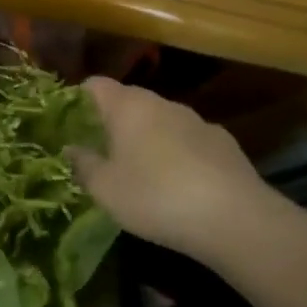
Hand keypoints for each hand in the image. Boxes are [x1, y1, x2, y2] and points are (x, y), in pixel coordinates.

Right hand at [67, 77, 291, 266]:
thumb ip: (83, 164)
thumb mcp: (105, 188)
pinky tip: (178, 184)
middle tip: (99, 151)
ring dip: (147, 138)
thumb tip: (72, 148)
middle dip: (113, 122)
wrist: (238, 221)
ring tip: (139, 171)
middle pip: (129, 102)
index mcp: (128, 107)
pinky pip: (189, 141)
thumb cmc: (156, 197)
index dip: (78, 99)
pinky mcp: (226, 145)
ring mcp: (199, 122)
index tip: (69, 123)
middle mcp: (163, 104)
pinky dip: (177, 154)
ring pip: (161, 122)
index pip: (95, 85)